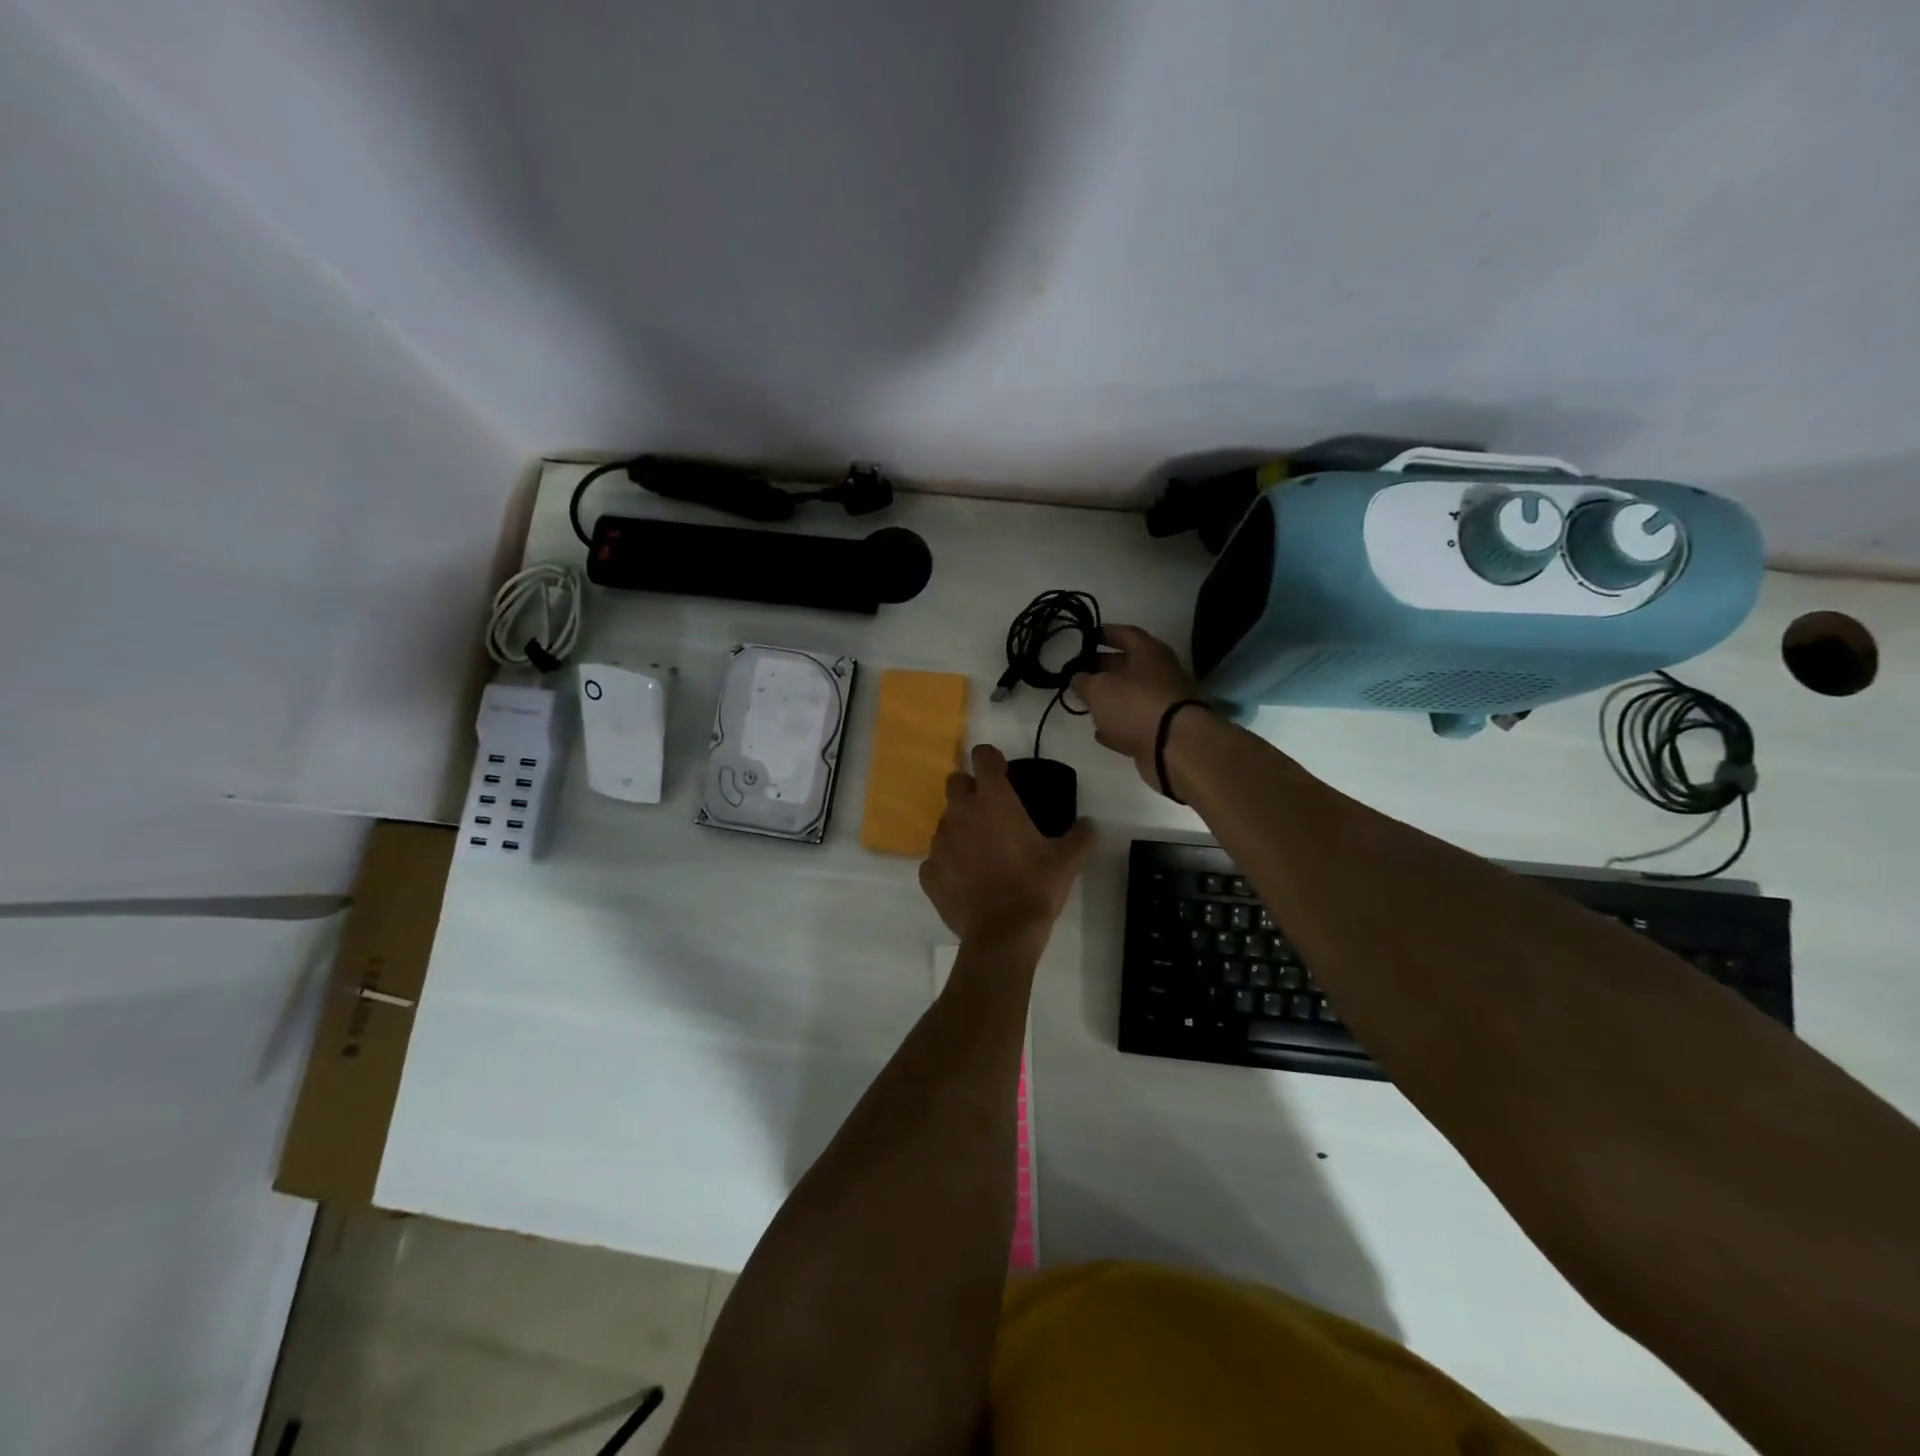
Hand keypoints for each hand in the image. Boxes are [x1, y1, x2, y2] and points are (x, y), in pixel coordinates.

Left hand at [920, 744, 1093, 943]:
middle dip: (969, 790)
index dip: (991, 760)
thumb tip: (1089, 825)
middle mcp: (961, 813)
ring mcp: (940, 842)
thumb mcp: (1068, 860)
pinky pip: (936, 858)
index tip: (1002, 772)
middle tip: (990, 813)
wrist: (1002, 934)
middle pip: (955, 783)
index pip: (983, 756)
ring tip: (981, 854)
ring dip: (960, 829)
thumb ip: (1080, 835)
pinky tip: (967, 881)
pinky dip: (949, 864)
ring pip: (945, 822)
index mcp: (993, 800)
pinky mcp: (928, 871)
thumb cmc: (1035, 887)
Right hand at [1070, 625, 1204, 787]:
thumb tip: (1078, 678)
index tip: (1085, 637)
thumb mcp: (1098, 688)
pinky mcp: (1162, 730)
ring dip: (1109, 699)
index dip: (1104, 633)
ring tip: (1085, 703)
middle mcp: (1159, 673)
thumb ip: (1083, 681)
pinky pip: (1135, 722)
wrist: (1175, 747)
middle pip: (1128, 665)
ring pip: (1131, 695)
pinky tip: (1101, 732)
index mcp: (1148, 652)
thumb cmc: (1135, 705)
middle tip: (1079, 673)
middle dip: (1102, 667)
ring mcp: (1163, 703)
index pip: (1125, 633)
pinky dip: (1118, 725)